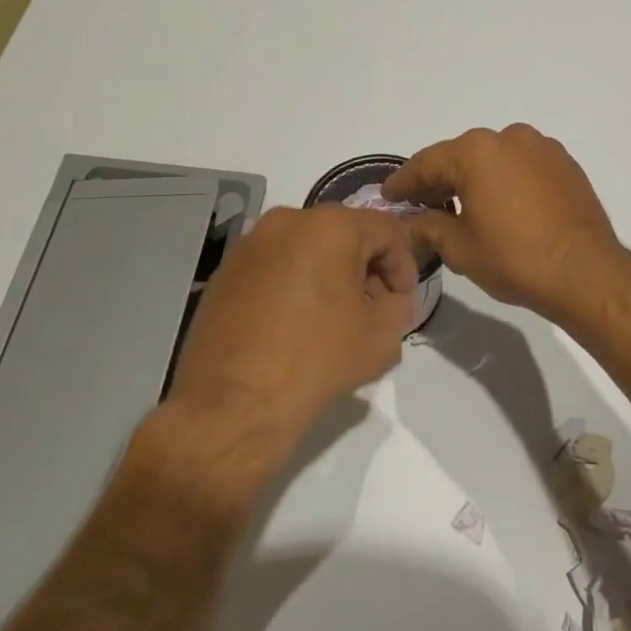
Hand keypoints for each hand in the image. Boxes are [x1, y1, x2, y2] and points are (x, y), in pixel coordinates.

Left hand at [139, 206, 420, 497]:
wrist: (231, 408)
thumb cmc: (316, 362)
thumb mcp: (383, 337)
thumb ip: (399, 305)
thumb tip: (389, 299)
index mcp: (331, 227)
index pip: (387, 231)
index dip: (404, 267)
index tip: (402, 303)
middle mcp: (288, 221)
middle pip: (345, 234)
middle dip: (366, 268)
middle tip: (373, 309)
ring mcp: (250, 244)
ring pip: (308, 247)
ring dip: (330, 274)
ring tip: (334, 318)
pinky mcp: (225, 271)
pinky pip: (275, 265)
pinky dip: (295, 284)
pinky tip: (296, 324)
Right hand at [383, 124, 630, 328]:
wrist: (585, 272)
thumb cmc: (515, 258)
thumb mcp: (460, 248)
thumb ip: (428, 227)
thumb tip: (412, 222)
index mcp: (477, 151)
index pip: (427, 163)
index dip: (404, 183)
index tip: (388, 196)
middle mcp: (509, 137)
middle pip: (461, 156)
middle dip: (439, 180)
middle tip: (420, 205)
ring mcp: (542, 148)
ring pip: (494, 159)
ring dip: (475, 178)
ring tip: (461, 207)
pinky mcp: (565, 163)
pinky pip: (522, 166)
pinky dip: (505, 180)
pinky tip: (501, 205)